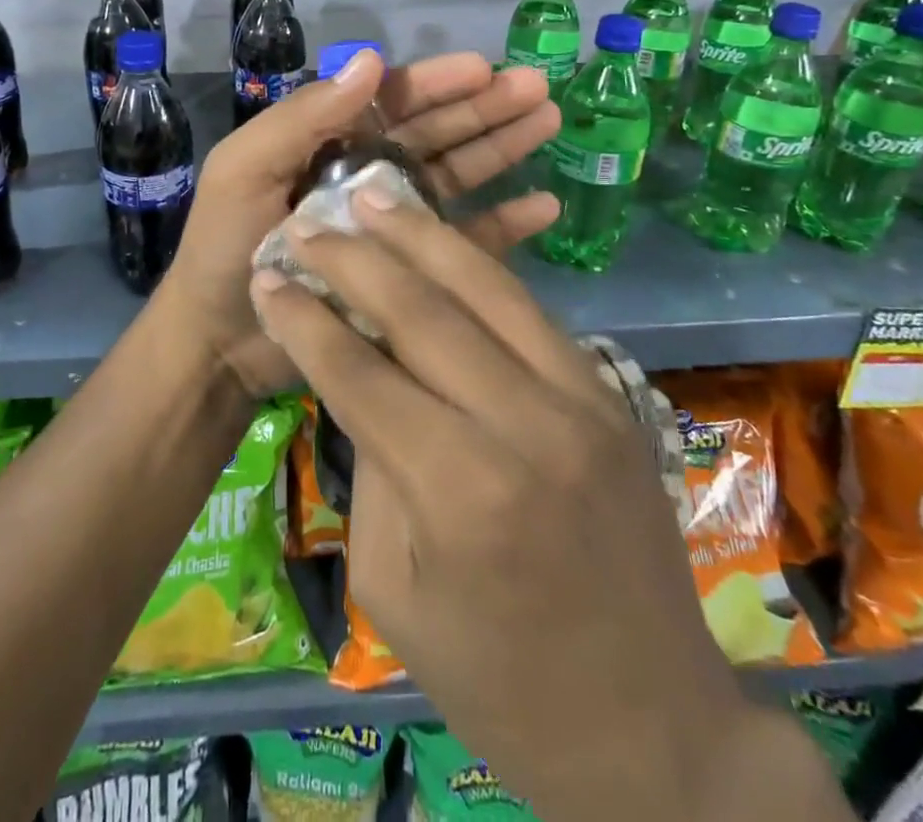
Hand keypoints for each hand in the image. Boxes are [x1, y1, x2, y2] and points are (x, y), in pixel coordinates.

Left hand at [161, 49, 559, 397]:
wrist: (220, 339)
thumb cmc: (226, 246)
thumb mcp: (246, 169)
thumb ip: (302, 117)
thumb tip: (371, 59)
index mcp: (330, 143)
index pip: (392, 101)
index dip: (437, 82)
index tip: (485, 68)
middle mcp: (367, 174)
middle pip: (435, 132)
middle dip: (484, 108)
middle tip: (538, 90)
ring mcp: (392, 222)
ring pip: (457, 175)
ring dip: (501, 148)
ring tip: (549, 124)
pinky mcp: (409, 270)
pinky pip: (463, 240)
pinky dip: (504, 223)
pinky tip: (543, 207)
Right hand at [247, 190, 762, 821]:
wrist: (654, 729)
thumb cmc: (500, 682)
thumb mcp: (393, 588)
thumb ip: (373, 465)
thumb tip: (359, 375)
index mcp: (459, 492)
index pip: (361, 375)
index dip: (307, 320)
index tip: (269, 279)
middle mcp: (524, 426)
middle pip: (422, 311)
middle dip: (355, 258)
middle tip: (308, 221)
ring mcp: (580, 400)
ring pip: (486, 287)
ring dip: (422, 235)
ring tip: (374, 193)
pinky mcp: (609, 392)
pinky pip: (529, 309)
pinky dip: (477, 267)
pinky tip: (440, 242)